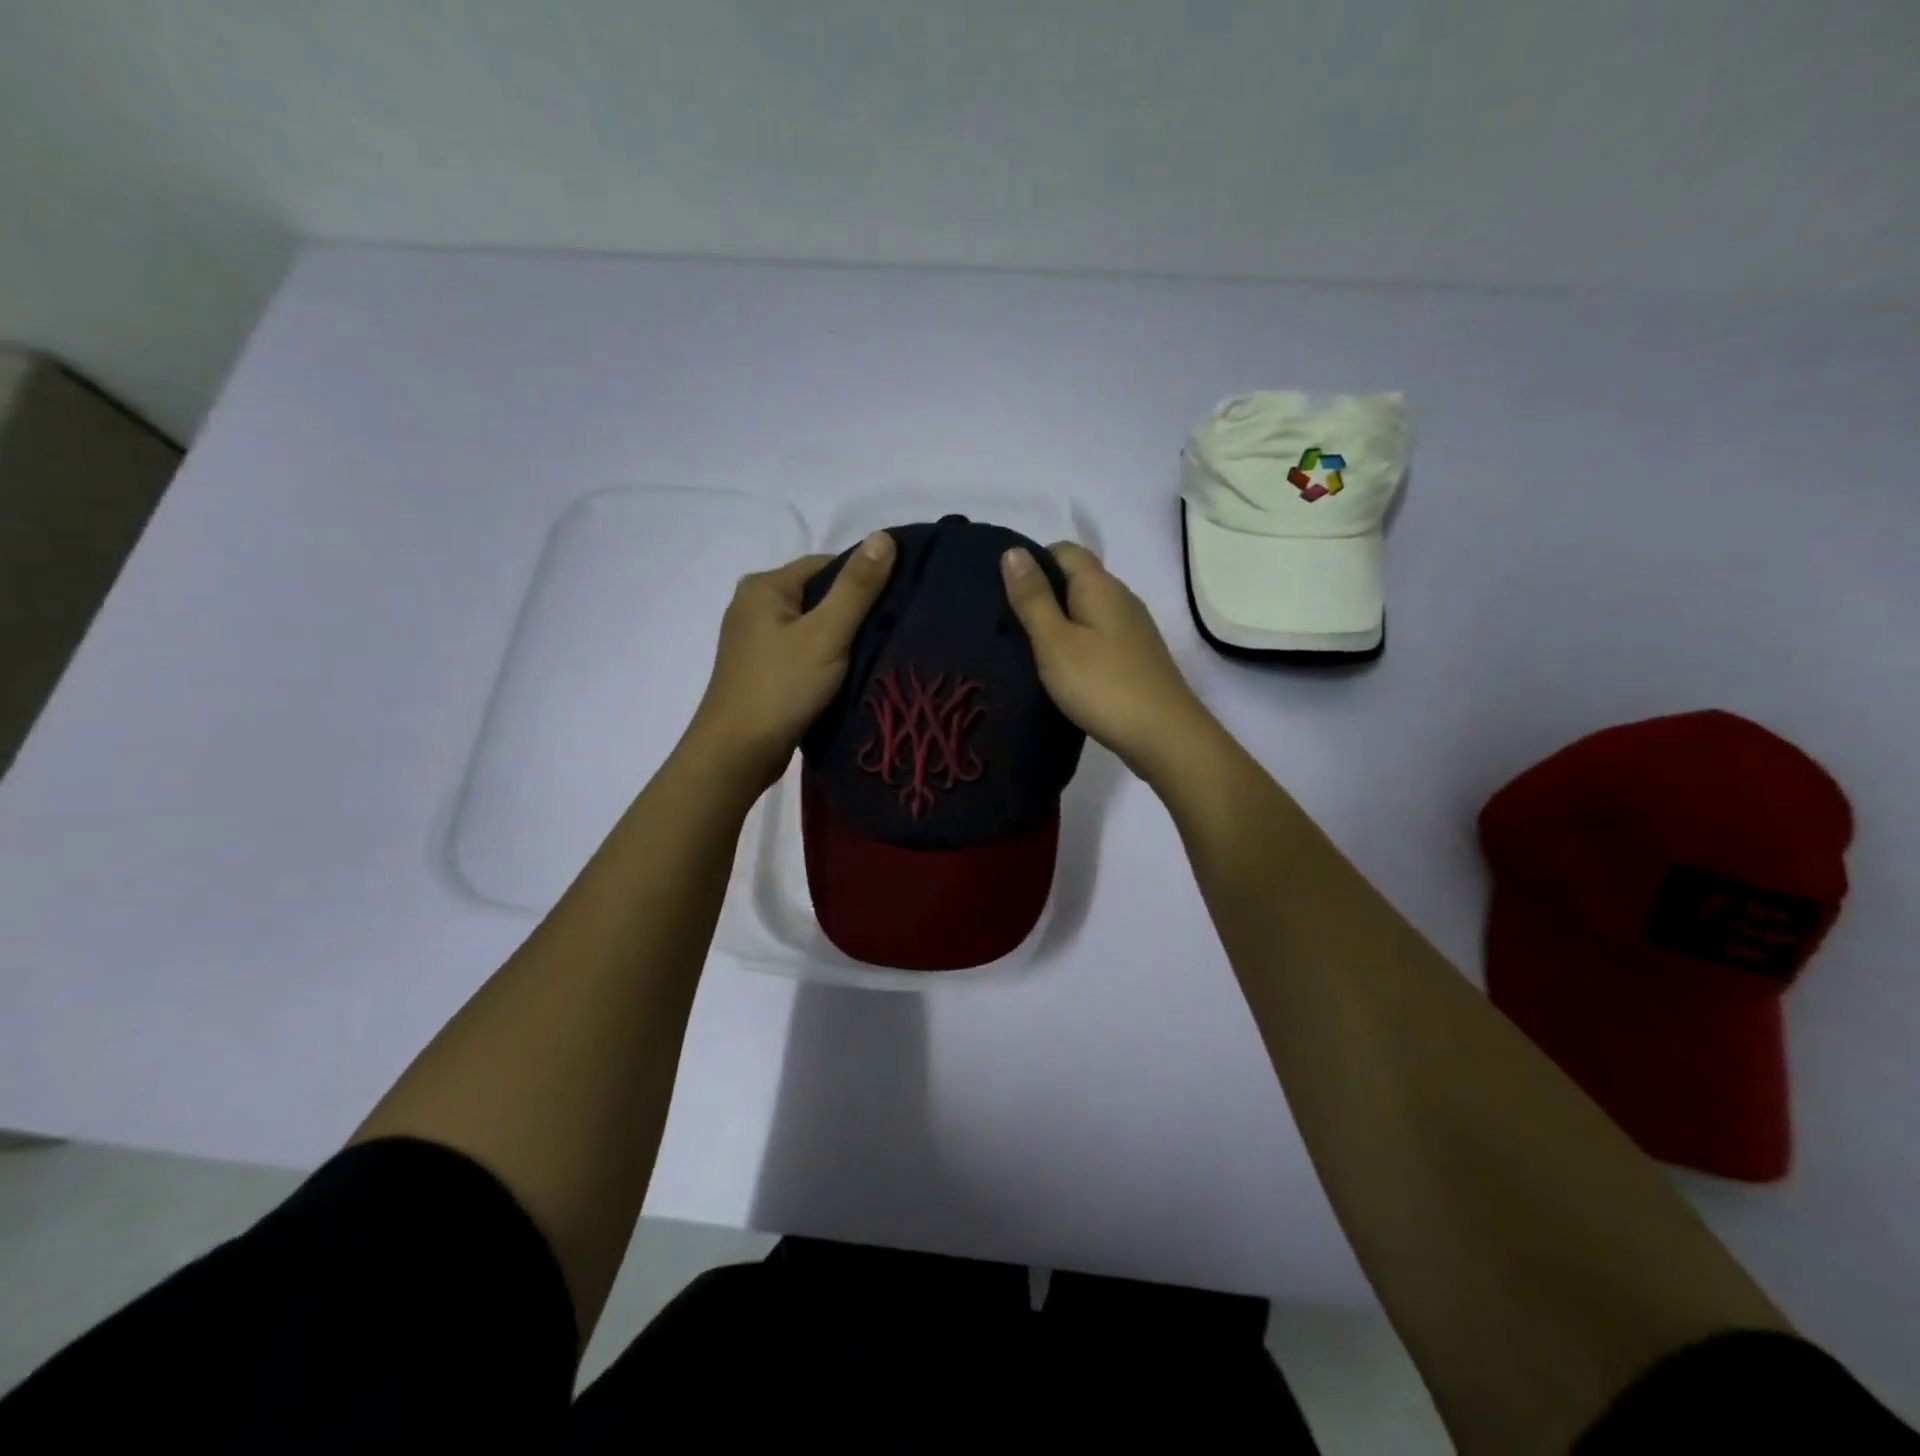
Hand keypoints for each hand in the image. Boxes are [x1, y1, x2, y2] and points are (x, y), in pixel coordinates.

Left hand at [687, 531, 896, 791]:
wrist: (736, 753)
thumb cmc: (781, 687)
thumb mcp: (827, 633)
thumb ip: (857, 587)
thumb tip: (885, 536)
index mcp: (764, 586)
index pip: (826, 565)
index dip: (864, 579)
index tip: (898, 602)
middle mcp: (753, 605)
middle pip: (818, 595)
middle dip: (854, 610)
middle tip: (893, 630)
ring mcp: (754, 641)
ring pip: (811, 626)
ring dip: (841, 638)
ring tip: (876, 652)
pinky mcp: (761, 670)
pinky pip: (802, 651)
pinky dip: (825, 658)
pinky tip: (848, 674)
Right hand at [1001, 541, 1212, 781]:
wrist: (1163, 736)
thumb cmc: (1102, 685)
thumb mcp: (1055, 641)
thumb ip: (1033, 598)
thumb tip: (1013, 551)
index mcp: (1100, 585)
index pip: (1064, 550)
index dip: (1033, 561)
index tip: (1005, 590)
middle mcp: (1121, 598)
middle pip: (1076, 580)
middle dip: (1042, 594)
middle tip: (1006, 624)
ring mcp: (1133, 629)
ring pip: (1087, 611)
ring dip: (1058, 623)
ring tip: (1026, 649)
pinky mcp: (1136, 658)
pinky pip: (1098, 637)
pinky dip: (1077, 645)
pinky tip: (1061, 670)